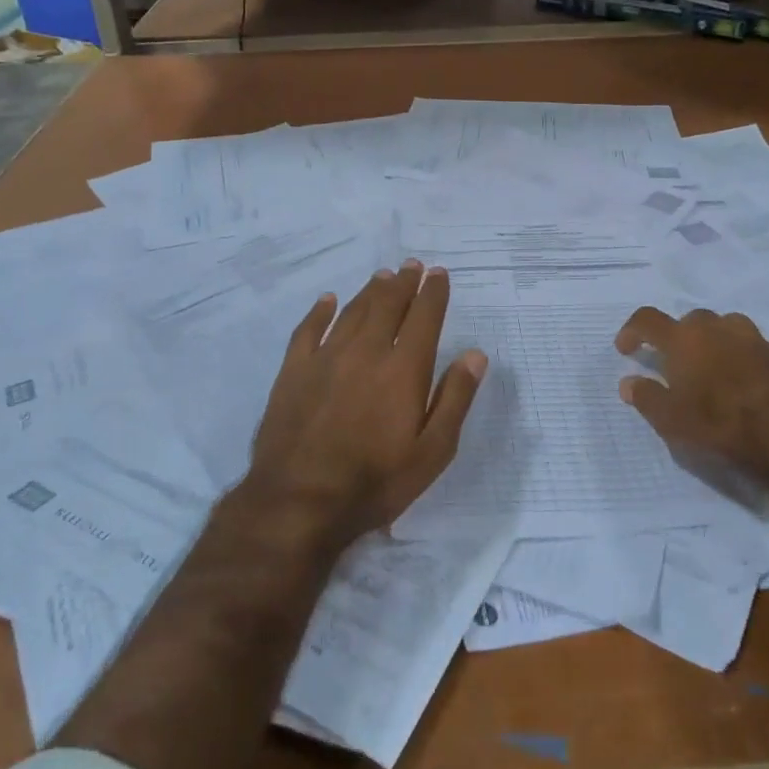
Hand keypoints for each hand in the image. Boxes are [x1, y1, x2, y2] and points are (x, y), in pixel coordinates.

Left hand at [245, 260, 486, 545]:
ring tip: (383, 276)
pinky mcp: (294, 371)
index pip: (424, 317)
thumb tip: (475, 355)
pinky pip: (308, 329)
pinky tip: (328, 300)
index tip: (439, 274)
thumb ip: (454, 399)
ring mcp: (326, 358)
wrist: (298, 502)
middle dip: (404, 283)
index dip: (434, 293)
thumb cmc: (375, 482)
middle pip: (388, 305)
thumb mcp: (432, 452)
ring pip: (353, 311)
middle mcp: (366, 351)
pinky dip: (321, 311)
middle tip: (412, 266)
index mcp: (403, 369)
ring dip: (370, 290)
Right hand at [613, 306, 768, 484]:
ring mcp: (754, 337)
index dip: (632, 331)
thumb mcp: (671, 420)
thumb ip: (646, 397)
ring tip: (714, 370)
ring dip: (716, 343)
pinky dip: (747, 358)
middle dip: (679, 338)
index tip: (625, 350)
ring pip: (727, 328)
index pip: (647, 319)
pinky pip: (757, 348)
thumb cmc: (720, 424)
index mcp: (683, 338)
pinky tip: (749, 381)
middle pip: (690, 321)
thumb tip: (628, 382)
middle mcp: (717, 327)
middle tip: (675, 366)